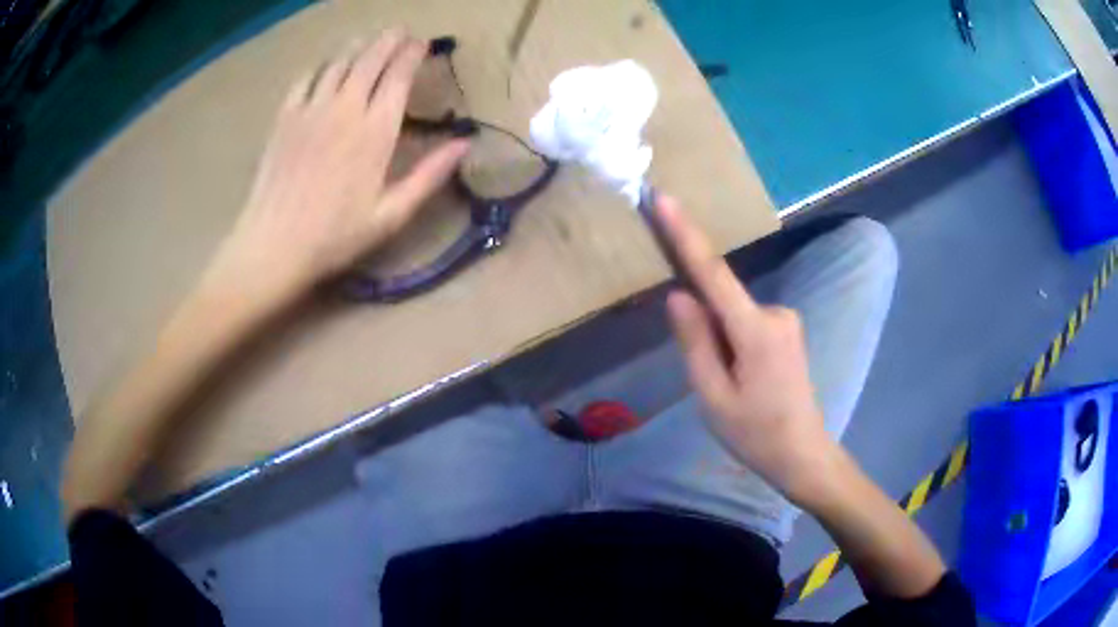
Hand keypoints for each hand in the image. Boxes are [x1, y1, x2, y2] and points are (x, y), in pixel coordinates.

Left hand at [204, 29, 469, 308]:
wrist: (274, 246)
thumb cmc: (335, 236)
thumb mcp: (391, 215)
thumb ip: (429, 176)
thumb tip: (466, 144)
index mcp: (376, 132)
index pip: (399, 76)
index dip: (412, 54)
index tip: (422, 43)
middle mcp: (345, 109)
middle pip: (370, 59)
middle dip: (388, 40)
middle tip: (399, 31)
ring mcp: (311, 109)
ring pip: (338, 62)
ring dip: (357, 47)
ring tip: (368, 41)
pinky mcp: (285, 118)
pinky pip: (306, 77)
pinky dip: (321, 65)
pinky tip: (326, 67)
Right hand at [660, 196, 835, 502]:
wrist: (803, 454)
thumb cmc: (755, 434)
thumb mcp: (713, 397)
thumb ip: (696, 342)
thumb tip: (679, 295)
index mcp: (757, 331)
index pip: (714, 273)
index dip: (686, 234)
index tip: (664, 199)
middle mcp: (776, 313)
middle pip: (721, 302)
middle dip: (704, 329)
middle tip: (713, 381)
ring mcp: (786, 319)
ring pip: (732, 315)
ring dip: (719, 342)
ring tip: (731, 389)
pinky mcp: (787, 328)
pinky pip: (745, 322)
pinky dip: (732, 342)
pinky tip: (742, 380)